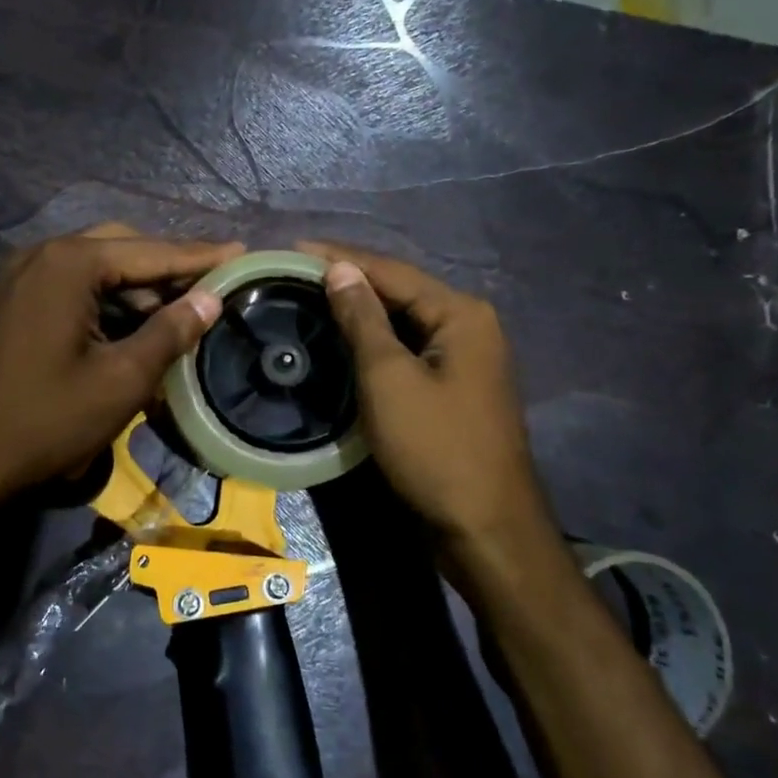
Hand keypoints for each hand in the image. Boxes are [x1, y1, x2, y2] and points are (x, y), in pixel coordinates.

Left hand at [0, 225, 241, 510]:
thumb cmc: (46, 421)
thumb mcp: (122, 380)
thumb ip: (170, 331)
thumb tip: (210, 299)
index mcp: (68, 264)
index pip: (150, 251)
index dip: (200, 257)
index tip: (243, 251)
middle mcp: (40, 256)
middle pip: (121, 248)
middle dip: (167, 268)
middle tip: (212, 288)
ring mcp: (19, 278)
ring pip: (94, 268)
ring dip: (137, 287)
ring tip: (180, 311)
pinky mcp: (11, 304)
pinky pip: (71, 287)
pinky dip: (106, 301)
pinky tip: (131, 326)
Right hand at [299, 241, 561, 576]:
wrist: (485, 528)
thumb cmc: (435, 448)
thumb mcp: (389, 378)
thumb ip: (363, 318)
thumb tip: (339, 268)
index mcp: (460, 313)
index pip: (390, 271)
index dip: (339, 257)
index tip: (291, 248)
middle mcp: (469, 325)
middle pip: (399, 291)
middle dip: (348, 279)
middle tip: (294, 273)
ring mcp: (464, 358)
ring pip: (402, 321)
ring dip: (360, 310)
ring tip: (309, 297)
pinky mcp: (453, 387)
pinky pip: (408, 349)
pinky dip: (374, 340)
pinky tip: (344, 338)